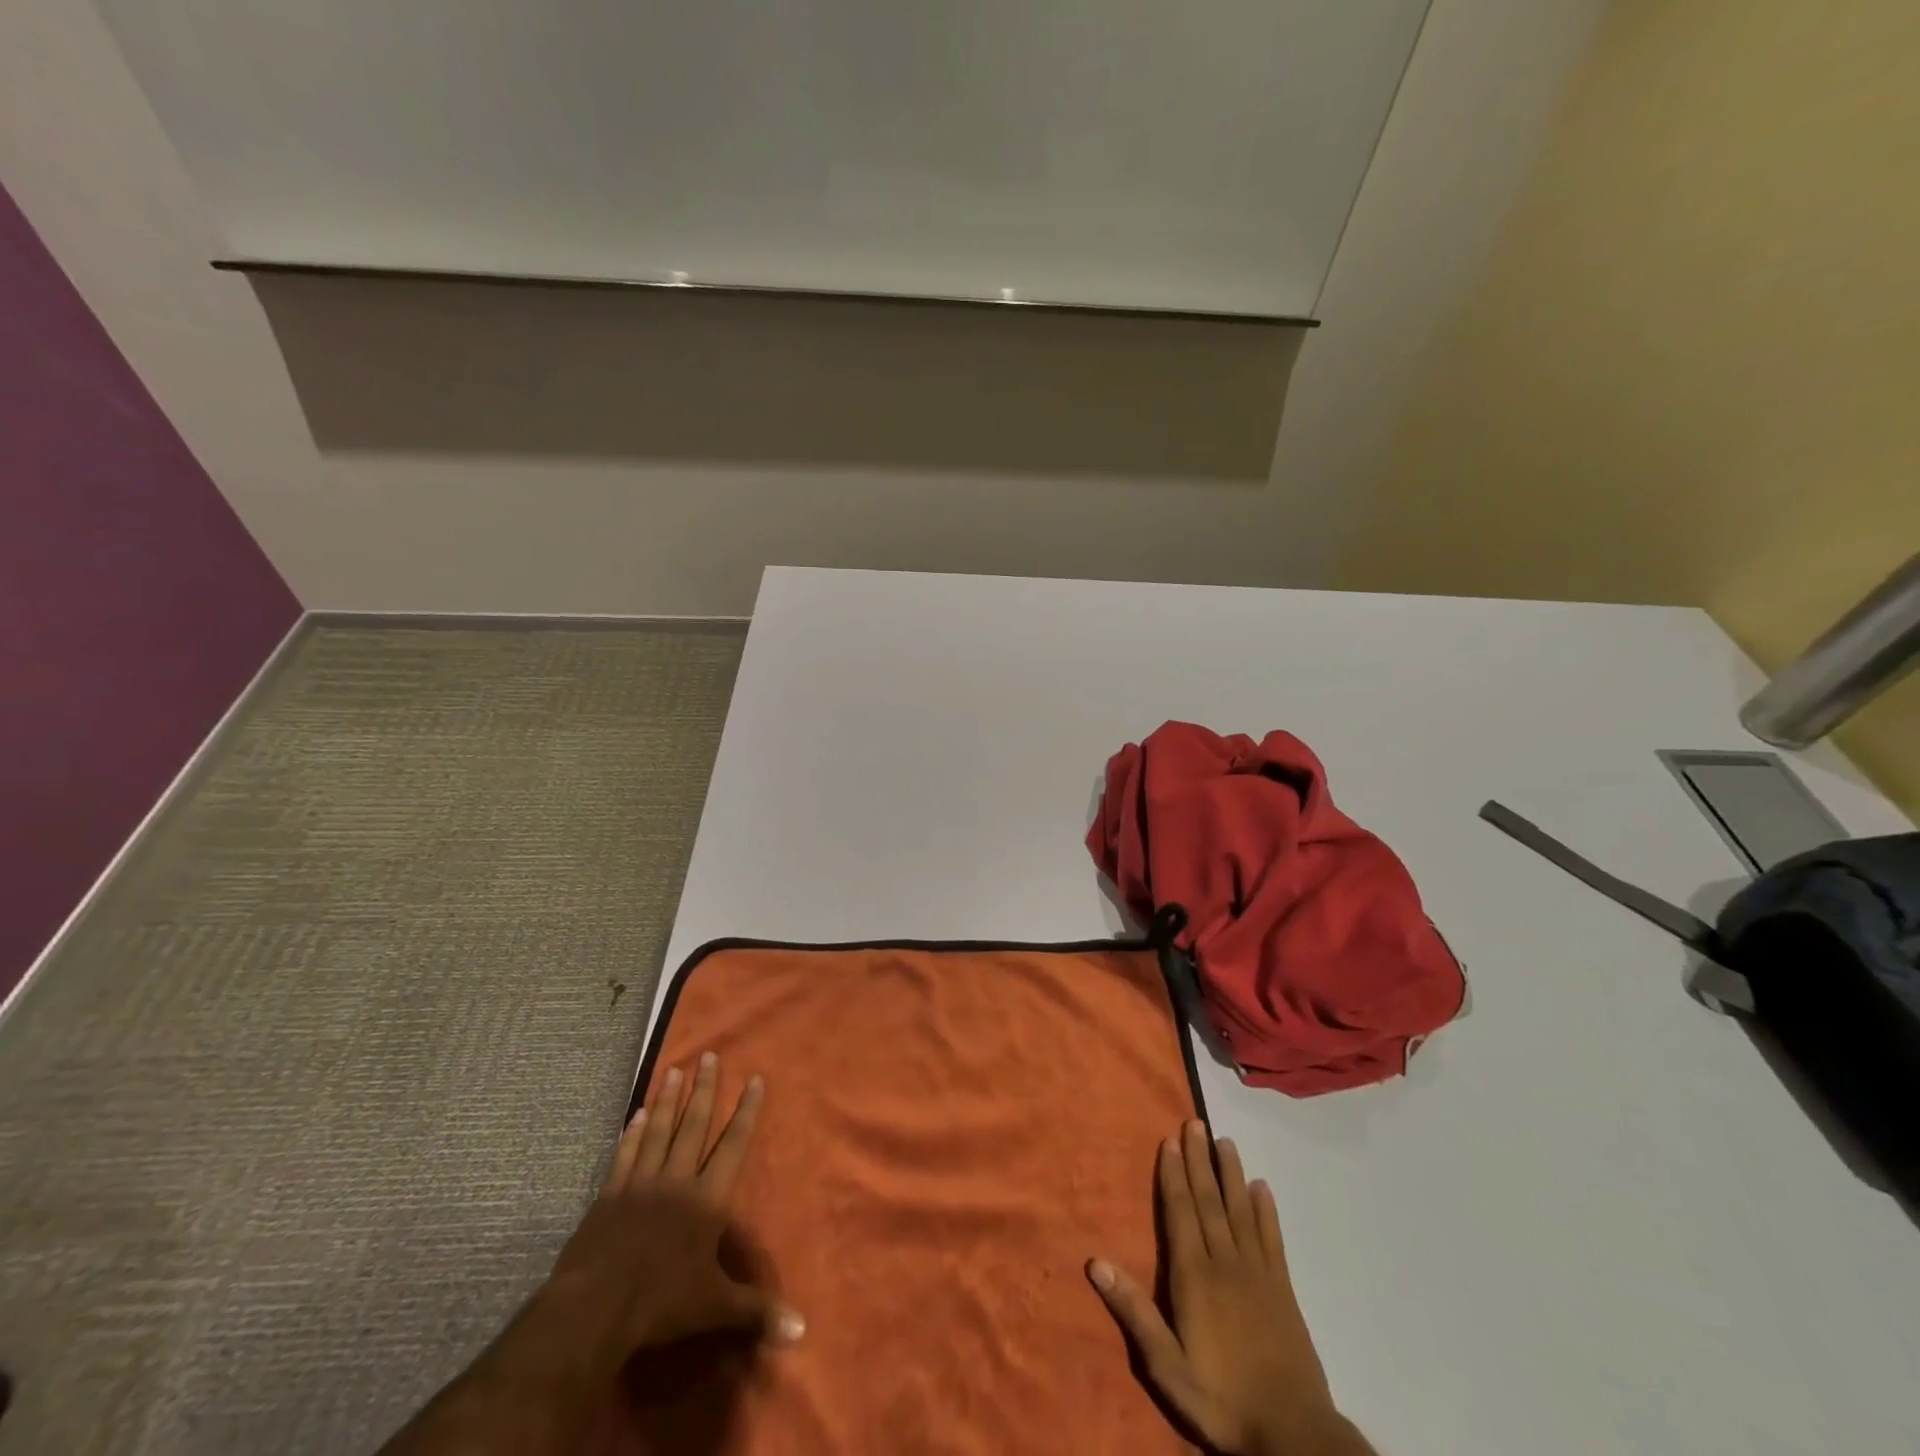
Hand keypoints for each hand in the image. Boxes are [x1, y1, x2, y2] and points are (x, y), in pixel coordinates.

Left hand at [549, 1052, 803, 1351]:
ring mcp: (640, 1184)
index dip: (746, 1112)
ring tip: (673, 1069)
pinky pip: (623, 1156)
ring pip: (657, 1131)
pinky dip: (630, 1133)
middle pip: (693, 1125)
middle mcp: (677, 1180)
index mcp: (707, 1199)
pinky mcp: (608, 1196)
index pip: (733, 1145)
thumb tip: (802, 1329)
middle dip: (704, 1089)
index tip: (754, 1079)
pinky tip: (633, 1114)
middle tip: (709, 1056)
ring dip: (666, 1100)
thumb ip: (756, 1310)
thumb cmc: (662, 1302)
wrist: (596, 1308)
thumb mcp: (715, 1307)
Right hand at [1088, 1122, 1363, 1455]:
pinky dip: (1266, 1210)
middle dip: (1199, 1160)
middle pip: (1209, 1201)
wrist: (1294, 1434)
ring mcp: (1257, 1273)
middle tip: (1194, 1122)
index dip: (1174, 1175)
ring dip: (1230, 1173)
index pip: (1181, 1212)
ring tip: (1225, 1140)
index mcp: (1194, 1276)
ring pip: (1240, 1210)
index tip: (1169, 1140)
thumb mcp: (1168, 1366)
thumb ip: (1134, 1312)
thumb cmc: (1222, 1399)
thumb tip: (1095, 1262)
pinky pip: (1271, 1238)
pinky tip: (1262, 1187)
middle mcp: (1225, 1262)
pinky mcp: (1283, 1288)